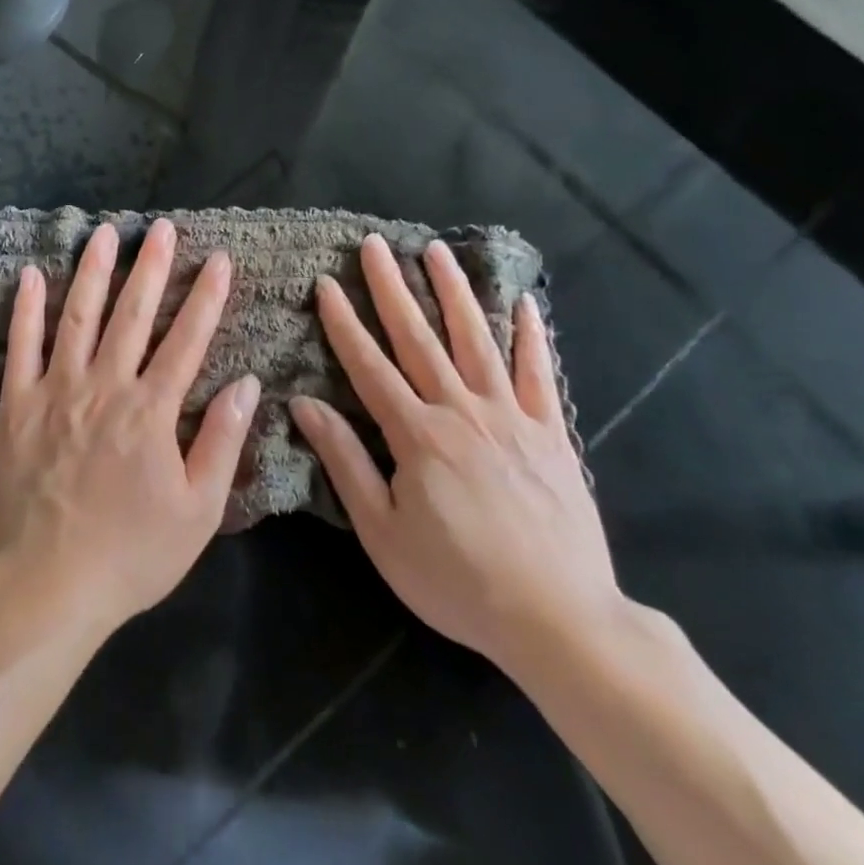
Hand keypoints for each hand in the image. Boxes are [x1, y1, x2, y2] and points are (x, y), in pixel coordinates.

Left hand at [0, 219, 260, 634]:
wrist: (44, 586)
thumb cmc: (129, 555)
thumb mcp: (197, 511)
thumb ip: (222, 442)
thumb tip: (247, 384)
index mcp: (151, 411)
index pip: (187, 340)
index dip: (207, 297)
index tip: (220, 260)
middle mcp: (105, 386)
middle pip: (133, 315)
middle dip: (152, 267)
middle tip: (163, 228)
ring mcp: (55, 390)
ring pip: (77, 316)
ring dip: (93, 271)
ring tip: (104, 233)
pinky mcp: (14, 404)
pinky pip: (20, 345)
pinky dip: (25, 307)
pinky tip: (28, 273)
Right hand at [290, 234, 623, 674]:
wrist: (559, 620)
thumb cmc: (457, 581)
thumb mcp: (383, 532)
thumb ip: (345, 462)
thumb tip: (304, 405)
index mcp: (416, 435)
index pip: (368, 365)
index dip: (343, 323)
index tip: (326, 283)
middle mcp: (461, 411)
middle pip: (418, 337)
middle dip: (392, 287)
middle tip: (374, 244)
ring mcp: (510, 417)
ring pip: (476, 340)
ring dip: (454, 292)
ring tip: (437, 251)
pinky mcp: (551, 433)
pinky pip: (539, 374)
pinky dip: (532, 336)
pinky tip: (525, 303)